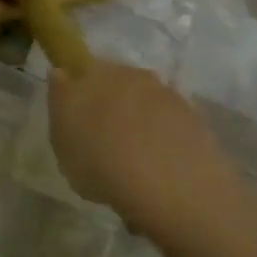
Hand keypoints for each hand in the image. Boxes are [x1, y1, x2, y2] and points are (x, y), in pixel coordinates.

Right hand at [47, 61, 243, 248]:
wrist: (173, 186)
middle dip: (111, 106)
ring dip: (140, 123)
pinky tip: (160, 169)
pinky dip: (164, 140)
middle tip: (104, 143)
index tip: (76, 116)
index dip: (78, 89)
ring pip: (146, 103)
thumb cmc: (101, 163)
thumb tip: (61, 74)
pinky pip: (171, 125)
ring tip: (134, 163)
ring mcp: (168, 94)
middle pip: (117, 84)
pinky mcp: (196, 118)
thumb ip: (60, 103)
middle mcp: (133, 76)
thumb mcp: (61, 141)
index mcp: (95, 74)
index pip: (82, 70)